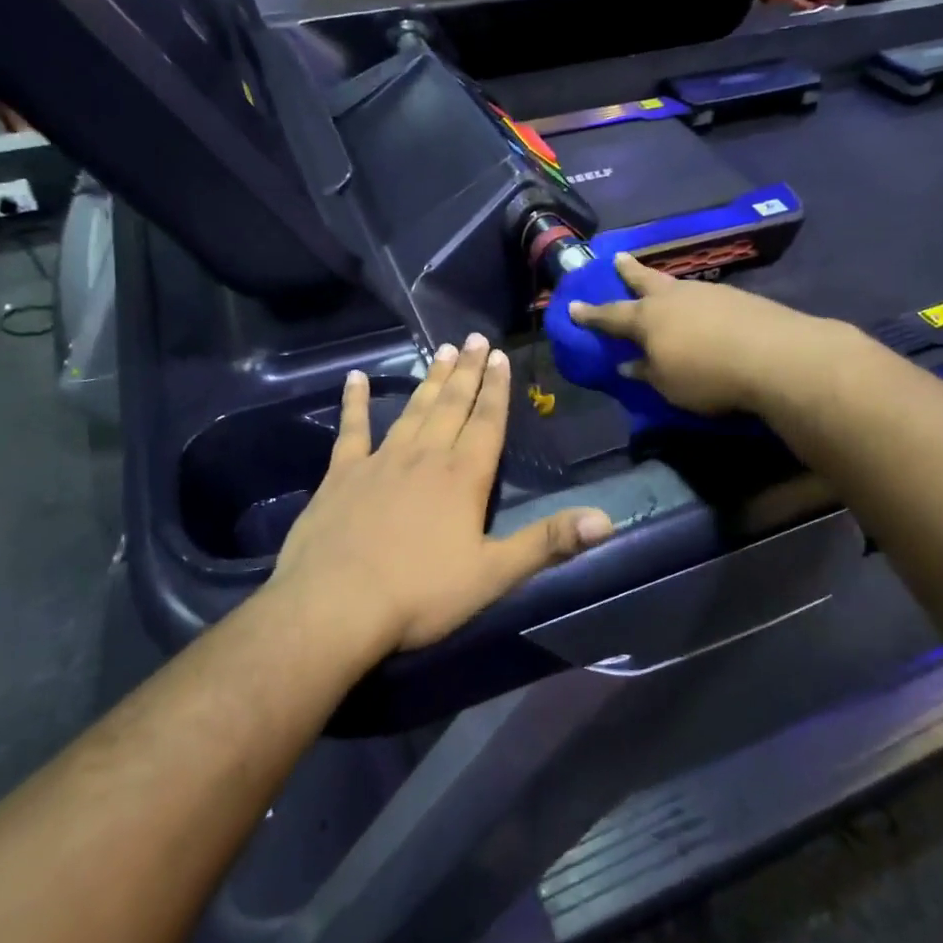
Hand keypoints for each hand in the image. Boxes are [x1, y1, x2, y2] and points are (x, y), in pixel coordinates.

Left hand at [271, 335, 615, 653]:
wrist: (335, 605)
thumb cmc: (420, 594)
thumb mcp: (493, 575)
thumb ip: (548, 543)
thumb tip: (607, 519)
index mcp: (463, 477)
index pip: (487, 422)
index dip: (496, 389)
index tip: (500, 356)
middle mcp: (425, 457)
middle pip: (451, 405)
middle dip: (467, 371)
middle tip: (474, 338)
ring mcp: (380, 461)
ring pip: (412, 410)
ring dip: (429, 380)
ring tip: (441, 350)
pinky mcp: (341, 474)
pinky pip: (352, 429)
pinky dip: (355, 402)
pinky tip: (355, 378)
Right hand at [567, 254, 820, 415]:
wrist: (773, 356)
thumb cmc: (707, 375)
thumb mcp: (667, 384)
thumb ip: (645, 372)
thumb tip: (627, 364)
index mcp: (647, 319)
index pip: (610, 316)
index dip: (591, 314)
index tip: (572, 307)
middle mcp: (673, 298)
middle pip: (644, 281)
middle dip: (629, 272)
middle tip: (618, 259)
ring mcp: (706, 293)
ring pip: (677, 285)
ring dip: (664, 284)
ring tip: (661, 286)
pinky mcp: (736, 297)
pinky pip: (704, 296)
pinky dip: (695, 301)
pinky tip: (702, 308)